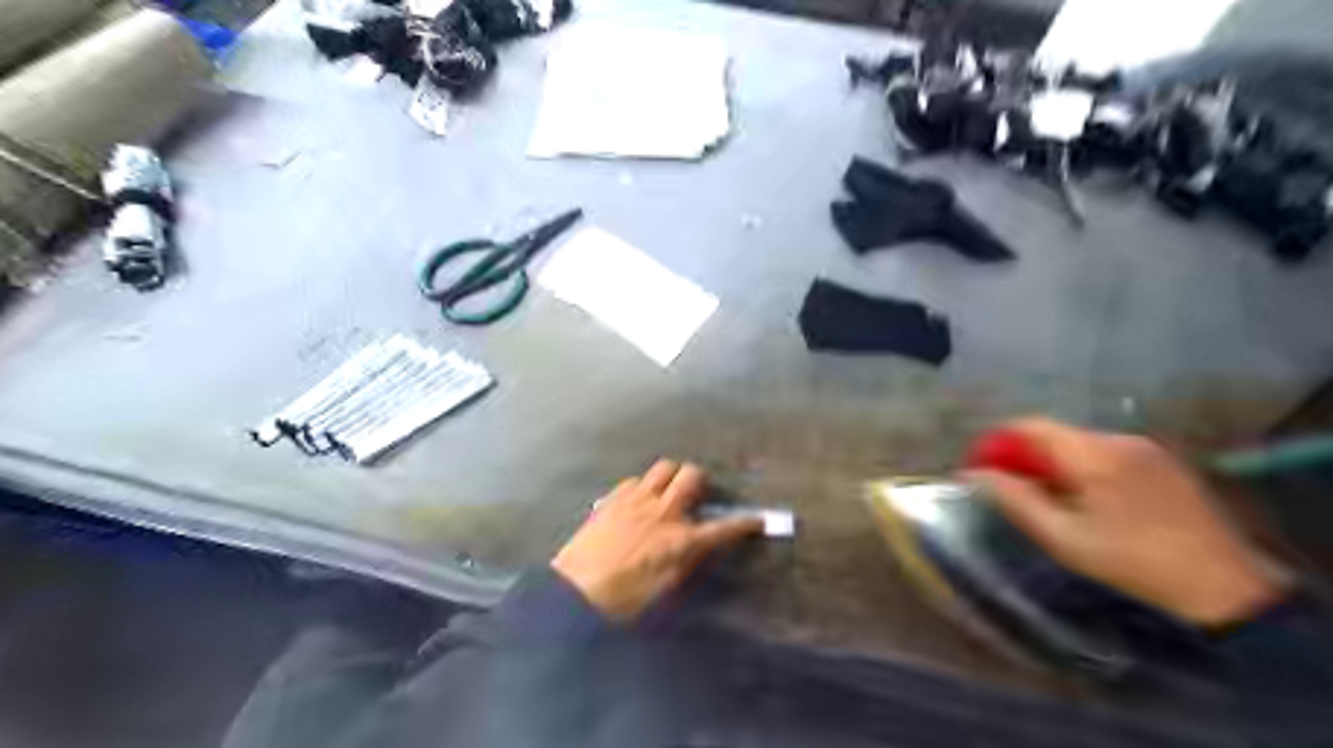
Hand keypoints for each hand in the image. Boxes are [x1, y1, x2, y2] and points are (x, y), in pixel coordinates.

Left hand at [549, 459, 759, 620]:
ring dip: (672, 476)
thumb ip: (687, 560)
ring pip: (664, 467)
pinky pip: (636, 479)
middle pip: (692, 475)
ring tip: (668, 492)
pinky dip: (644, 486)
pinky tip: (638, 501)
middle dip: (701, 481)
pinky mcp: (614, 498)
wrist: (576, 592)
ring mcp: (637, 500)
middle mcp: (663, 512)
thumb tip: (700, 544)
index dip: (744, 523)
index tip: (757, 520)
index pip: (723, 527)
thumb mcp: (665, 588)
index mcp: (680, 540)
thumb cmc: (624, 599)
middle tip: (698, 494)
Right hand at [965, 421, 1286, 625]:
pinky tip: (1085, 499)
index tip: (980, 467)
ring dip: (1054, 462)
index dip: (998, 442)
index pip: (1030, 426)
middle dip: (1025, 455)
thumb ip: (1015, 499)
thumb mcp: (1062, 537)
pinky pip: (1107, 454)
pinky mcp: (1165, 464)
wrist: (1224, 588)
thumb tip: (975, 474)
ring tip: (1045, 497)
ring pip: (1081, 444)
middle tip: (1009, 488)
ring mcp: (1147, 449)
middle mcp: (1119, 439)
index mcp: (1093, 452)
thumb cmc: (1132, 562)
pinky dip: (1083, 468)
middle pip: (1055, 434)